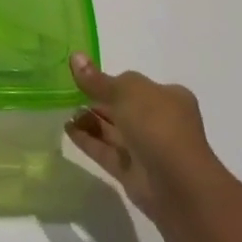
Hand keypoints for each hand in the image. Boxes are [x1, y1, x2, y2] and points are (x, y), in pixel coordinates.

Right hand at [65, 53, 222, 217]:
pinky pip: (106, 152)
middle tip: (68, 93)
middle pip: (123, 108)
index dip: (112, 80)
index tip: (85, 76)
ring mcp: (147, 149)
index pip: (136, 85)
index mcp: (168, 98)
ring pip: (113, 131)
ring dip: (90, 120)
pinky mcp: (132, 173)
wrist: (178, 185)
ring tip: (64, 110)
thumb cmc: (158, 125)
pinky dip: (87, 140)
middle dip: (97, 101)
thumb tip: (75, 57)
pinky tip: (67, 129)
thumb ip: (98, 79)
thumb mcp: (126, 91)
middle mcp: (160, 122)